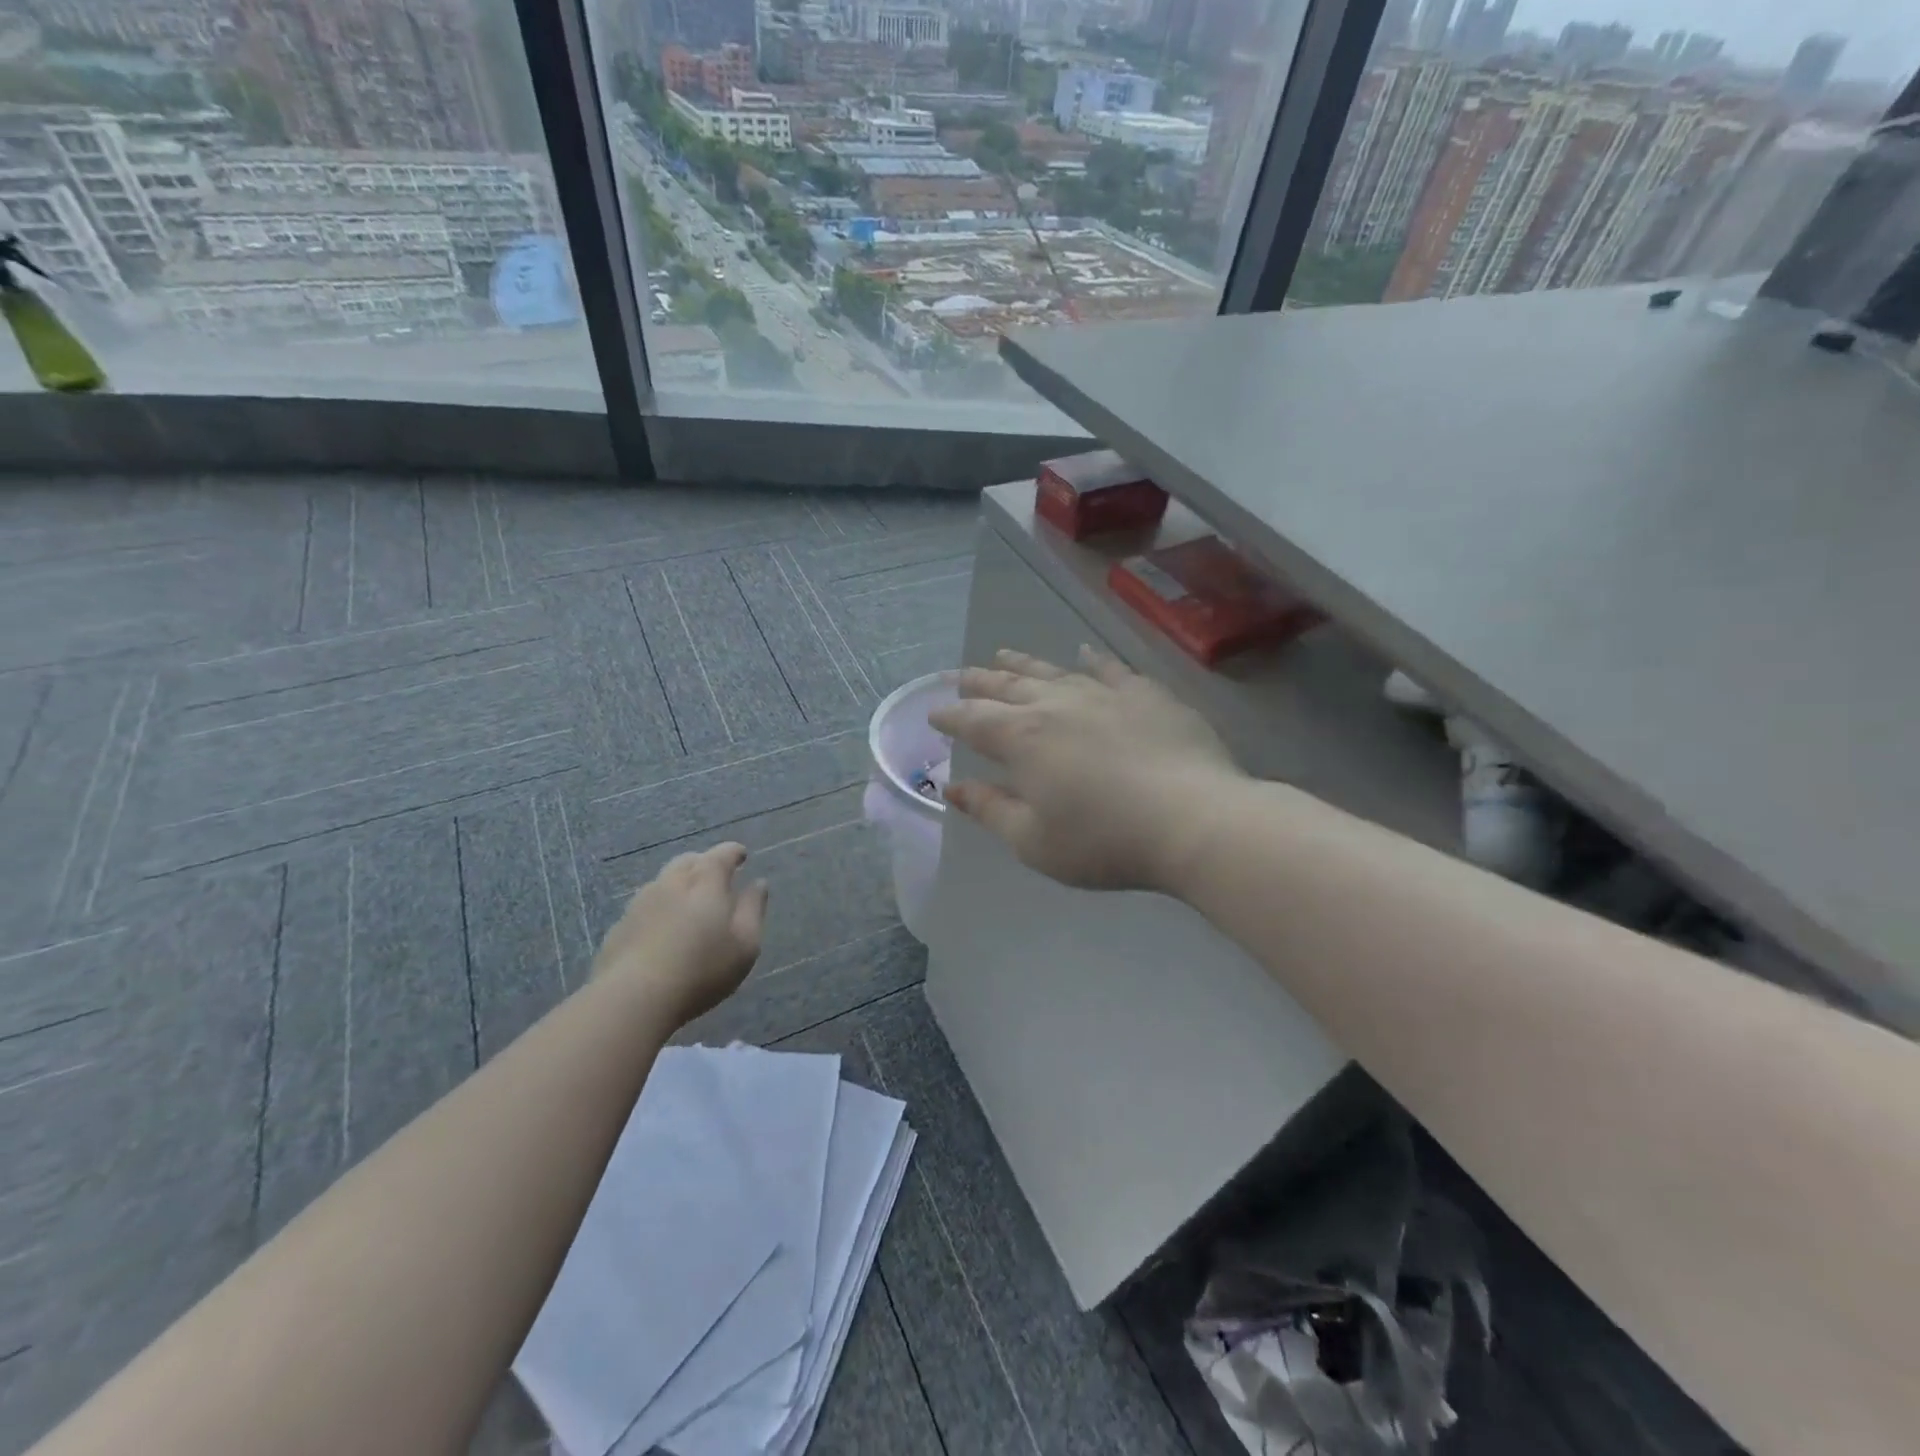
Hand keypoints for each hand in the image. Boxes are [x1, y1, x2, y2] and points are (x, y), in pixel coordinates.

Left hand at [593, 843, 768, 1023]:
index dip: (733, 853)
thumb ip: (753, 909)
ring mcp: (639, 904)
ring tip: (689, 905)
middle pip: (688, 861)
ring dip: (678, 886)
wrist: (633, 999)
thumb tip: (758, 884)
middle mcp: (670, 882)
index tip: (742, 856)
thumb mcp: (745, 943)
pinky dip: (658, 910)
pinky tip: (662, 932)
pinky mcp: (619, 928)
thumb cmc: (702, 969)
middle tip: (715, 878)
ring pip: (663, 883)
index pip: (722, 854)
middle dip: (704, 864)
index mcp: (705, 881)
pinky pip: (644, 908)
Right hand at [928, 647, 1245, 891]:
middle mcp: (1056, 705)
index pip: (974, 720)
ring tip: (1003, 655)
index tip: (935, 713)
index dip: (951, 716)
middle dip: (980, 682)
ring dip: (1024, 664)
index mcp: (1022, 739)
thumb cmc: (1104, 840)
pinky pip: (1110, 669)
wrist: (1192, 820)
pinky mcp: (1145, 694)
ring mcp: (1103, 694)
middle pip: (1008, 686)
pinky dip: (1092, 660)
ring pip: (1053, 671)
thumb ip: (990, 810)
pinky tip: (1084, 652)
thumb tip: (953, 787)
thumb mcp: (1033, 841)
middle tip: (961, 676)